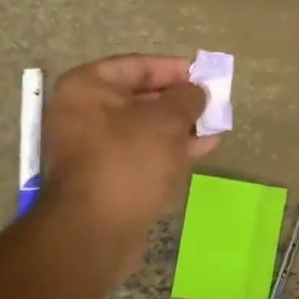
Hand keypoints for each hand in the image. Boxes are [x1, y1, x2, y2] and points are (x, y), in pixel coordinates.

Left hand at [37, 55, 217, 277]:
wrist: (95, 232)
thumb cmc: (128, 161)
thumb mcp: (166, 120)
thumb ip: (187, 97)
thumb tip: (196, 91)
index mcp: (87, 87)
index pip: (138, 66)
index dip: (175, 68)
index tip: (205, 74)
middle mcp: (83, 112)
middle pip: (140, 97)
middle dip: (180, 100)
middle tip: (213, 102)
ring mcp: (92, 148)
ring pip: (144, 128)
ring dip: (180, 126)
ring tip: (215, 126)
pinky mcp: (105, 177)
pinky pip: (141, 153)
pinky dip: (169, 149)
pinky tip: (202, 149)